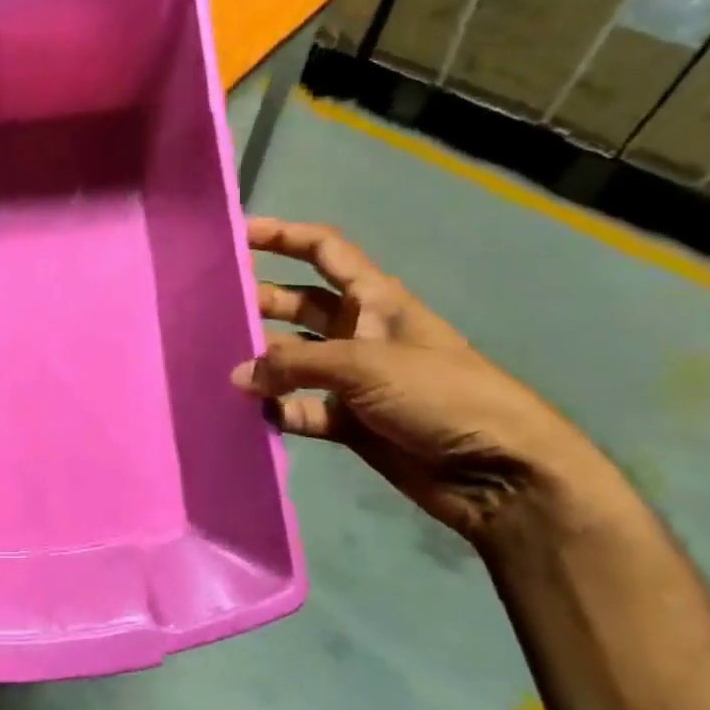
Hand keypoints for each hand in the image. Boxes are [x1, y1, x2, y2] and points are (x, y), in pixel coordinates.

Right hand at [233, 220, 619, 548]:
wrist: (500, 474)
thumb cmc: (440, 394)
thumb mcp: (366, 364)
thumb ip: (294, 364)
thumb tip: (237, 374)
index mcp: (375, 299)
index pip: (323, 251)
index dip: (283, 236)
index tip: (237, 235)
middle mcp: (359, 331)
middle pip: (298, 302)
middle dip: (259, 301)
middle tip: (209, 308)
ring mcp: (353, 378)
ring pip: (293, 358)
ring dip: (263, 361)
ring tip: (217, 363)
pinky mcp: (350, 421)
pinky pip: (301, 408)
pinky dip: (278, 408)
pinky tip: (250, 412)